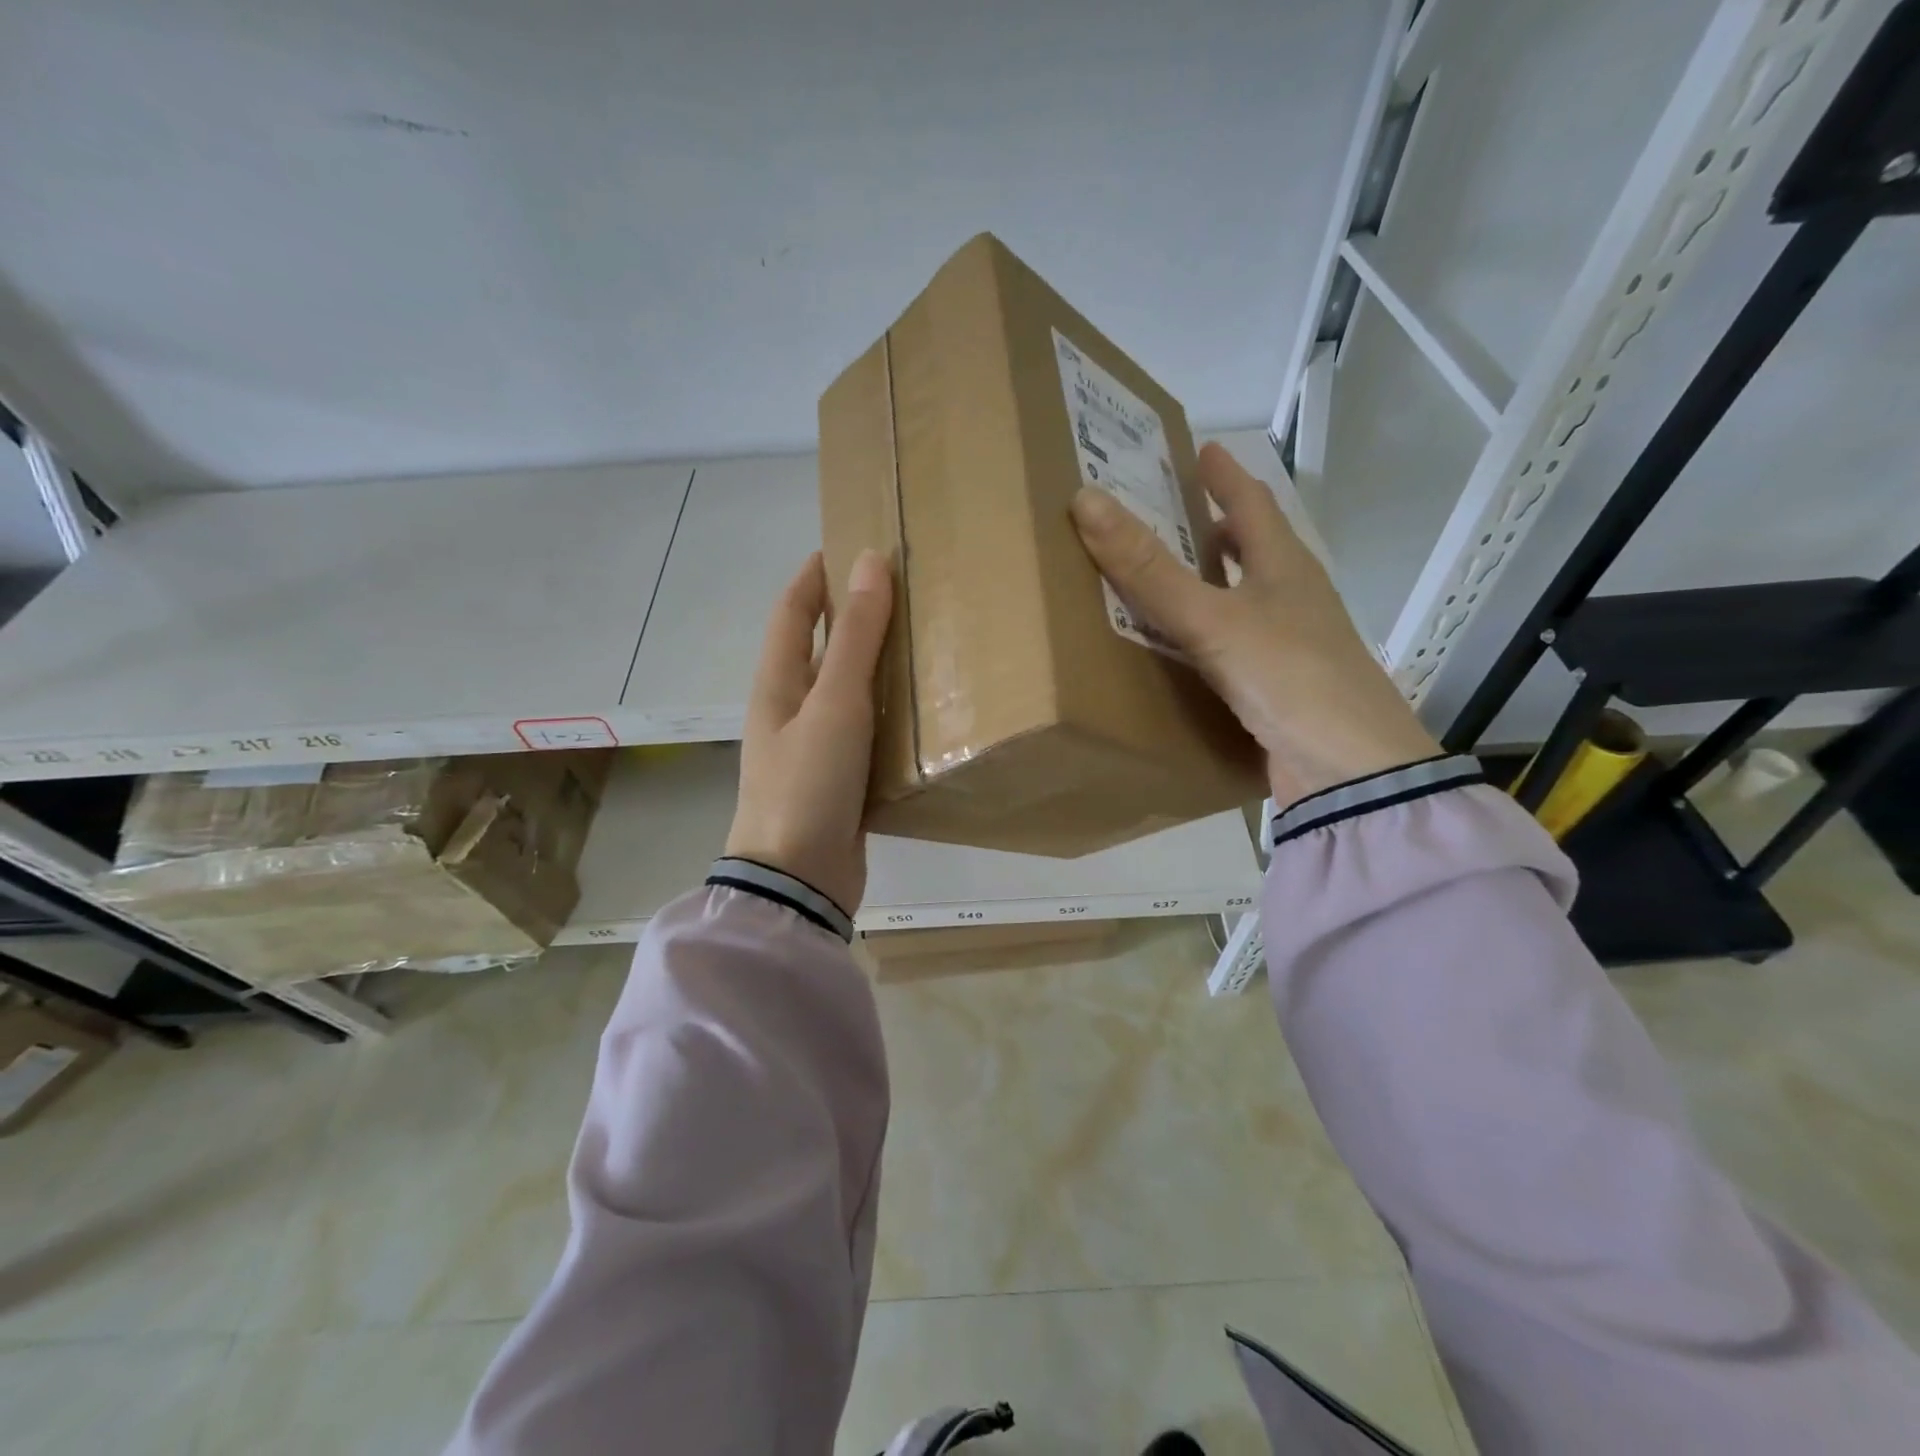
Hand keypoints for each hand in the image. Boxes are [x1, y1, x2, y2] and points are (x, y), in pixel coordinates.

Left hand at [726, 549, 893, 914]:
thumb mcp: (834, 704)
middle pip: (821, 647)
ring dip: (875, 662)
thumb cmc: (808, 783)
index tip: (852, 543)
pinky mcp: (839, 778)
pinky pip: (864, 729)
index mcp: (778, 683)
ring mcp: (813, 746)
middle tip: (905, 591)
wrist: (798, 879)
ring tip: (924, 640)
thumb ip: (856, 637)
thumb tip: (870, 561)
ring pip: (846, 689)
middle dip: (853, 614)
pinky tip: (923, 708)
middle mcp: (791, 709)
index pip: (793, 611)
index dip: (816, 575)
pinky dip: (887, 709)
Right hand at [1070, 442, 1439, 806]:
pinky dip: (1205, 639)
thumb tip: (1087, 501)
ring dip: (1210, 586)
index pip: (1252, 505)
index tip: (1202, 450)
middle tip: (1170, 515)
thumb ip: (1150, 570)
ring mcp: (1289, 647)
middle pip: (1254, 551)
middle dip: (1216, 529)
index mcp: (1285, 568)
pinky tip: (1179, 652)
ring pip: (1243, 602)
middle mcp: (1292, 600)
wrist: (1348, 772)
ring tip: (1165, 579)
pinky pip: (1232, 649)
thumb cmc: (1289, 677)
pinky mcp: (1278, 690)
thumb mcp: (1213, 619)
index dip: (1225, 476)